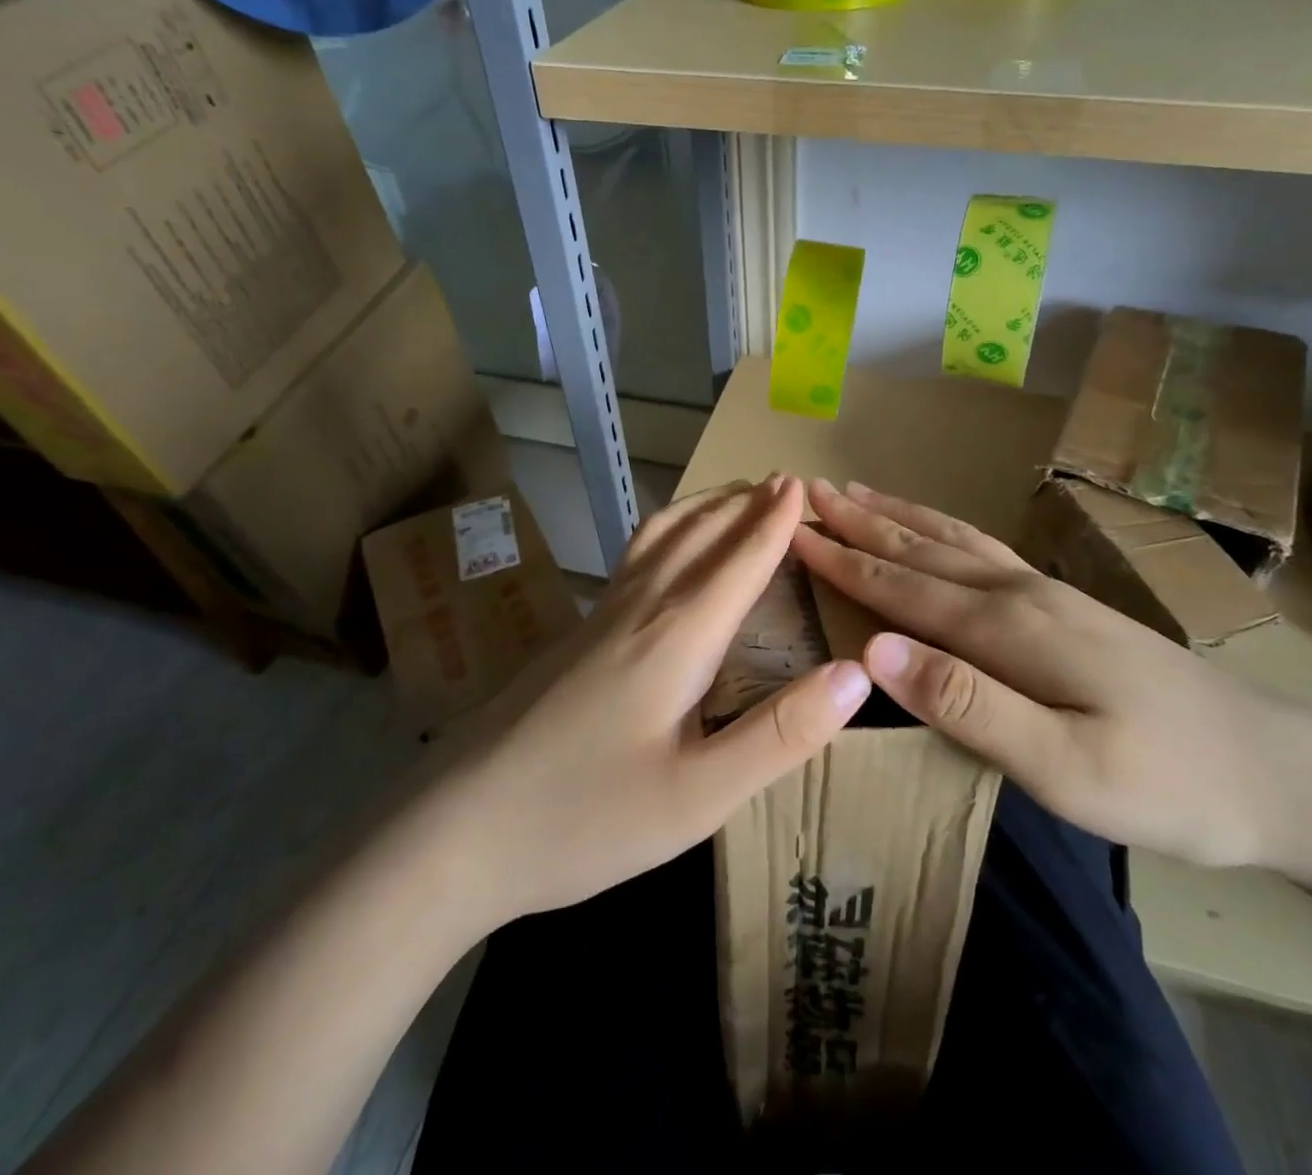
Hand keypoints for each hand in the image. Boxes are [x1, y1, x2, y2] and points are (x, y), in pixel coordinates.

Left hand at [424, 476, 869, 929]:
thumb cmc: (583, 818)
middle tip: (781, 481)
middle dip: (744, 504)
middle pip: (700, 535)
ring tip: (732, 497)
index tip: (802, 485)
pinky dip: (669, 531)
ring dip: (704, 509)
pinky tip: (665, 552)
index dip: (775, 524)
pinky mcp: (575, 635)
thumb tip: (857, 672)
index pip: (740, 562)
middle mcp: (640, 609)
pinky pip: (636, 557)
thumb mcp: (698, 797)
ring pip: (660, 538)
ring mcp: (599, 618)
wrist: (454, 830)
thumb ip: (781, 733)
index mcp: (677, 637)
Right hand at [792, 478, 1311, 888]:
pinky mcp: (1069, 607)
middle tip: (808, 491)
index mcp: (1007, 628)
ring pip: (953, 540)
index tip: (790, 530)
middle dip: (860, 521)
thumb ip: (965, 704)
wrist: (1285, 773)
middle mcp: (1020, 594)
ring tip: (856, 491)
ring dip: (898, 516)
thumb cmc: (1170, 783)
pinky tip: (939, 530)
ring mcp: (1048, 595)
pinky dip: (944, 530)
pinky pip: (984, 551)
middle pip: (922, 548)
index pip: (902, 587)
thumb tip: (875, 649)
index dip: (842, 560)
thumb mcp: (1063, 767)